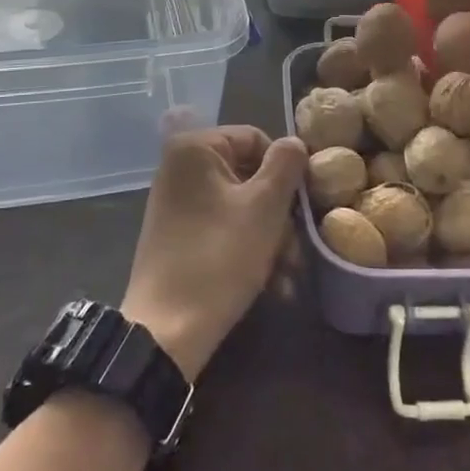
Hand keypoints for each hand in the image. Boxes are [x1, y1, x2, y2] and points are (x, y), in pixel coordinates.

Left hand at [121, 127, 306, 379]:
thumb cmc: (220, 256)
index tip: (302, 206)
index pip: (256, 139)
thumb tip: (294, 143)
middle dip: (280, 214)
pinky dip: (249, 250)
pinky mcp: (178, 236)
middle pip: (249, 175)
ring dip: (271, 238)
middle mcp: (180, 167)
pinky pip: (224, 228)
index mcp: (194, 148)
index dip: (285, 171)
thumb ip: (285, 165)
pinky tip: (272, 284)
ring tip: (288, 275)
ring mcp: (177, 203)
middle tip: (297, 249)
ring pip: (241, 207)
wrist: (167, 331)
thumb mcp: (264, 206)